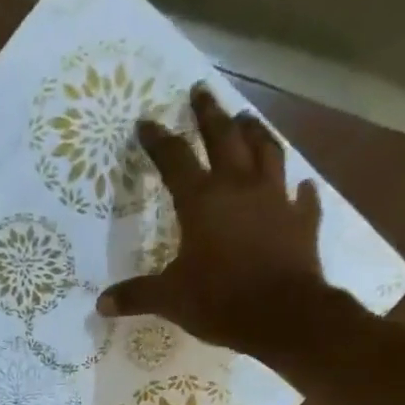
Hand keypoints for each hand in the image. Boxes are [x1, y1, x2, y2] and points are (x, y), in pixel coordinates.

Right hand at [98, 84, 344, 353]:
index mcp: (203, 201)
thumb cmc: (220, 300)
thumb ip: (137, 295)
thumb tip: (102, 303)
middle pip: (225, 138)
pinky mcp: (301, 221)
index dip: (158, 140)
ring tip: (247, 119)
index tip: (146, 122)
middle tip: (201, 91)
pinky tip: (300, 185)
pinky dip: (299, 190)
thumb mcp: (170, 299)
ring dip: (255, 133)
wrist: (283, 314)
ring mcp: (275, 200)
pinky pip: (302, 198)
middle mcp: (240, 188)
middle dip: (210, 114)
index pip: (175, 160)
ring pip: (267, 152)